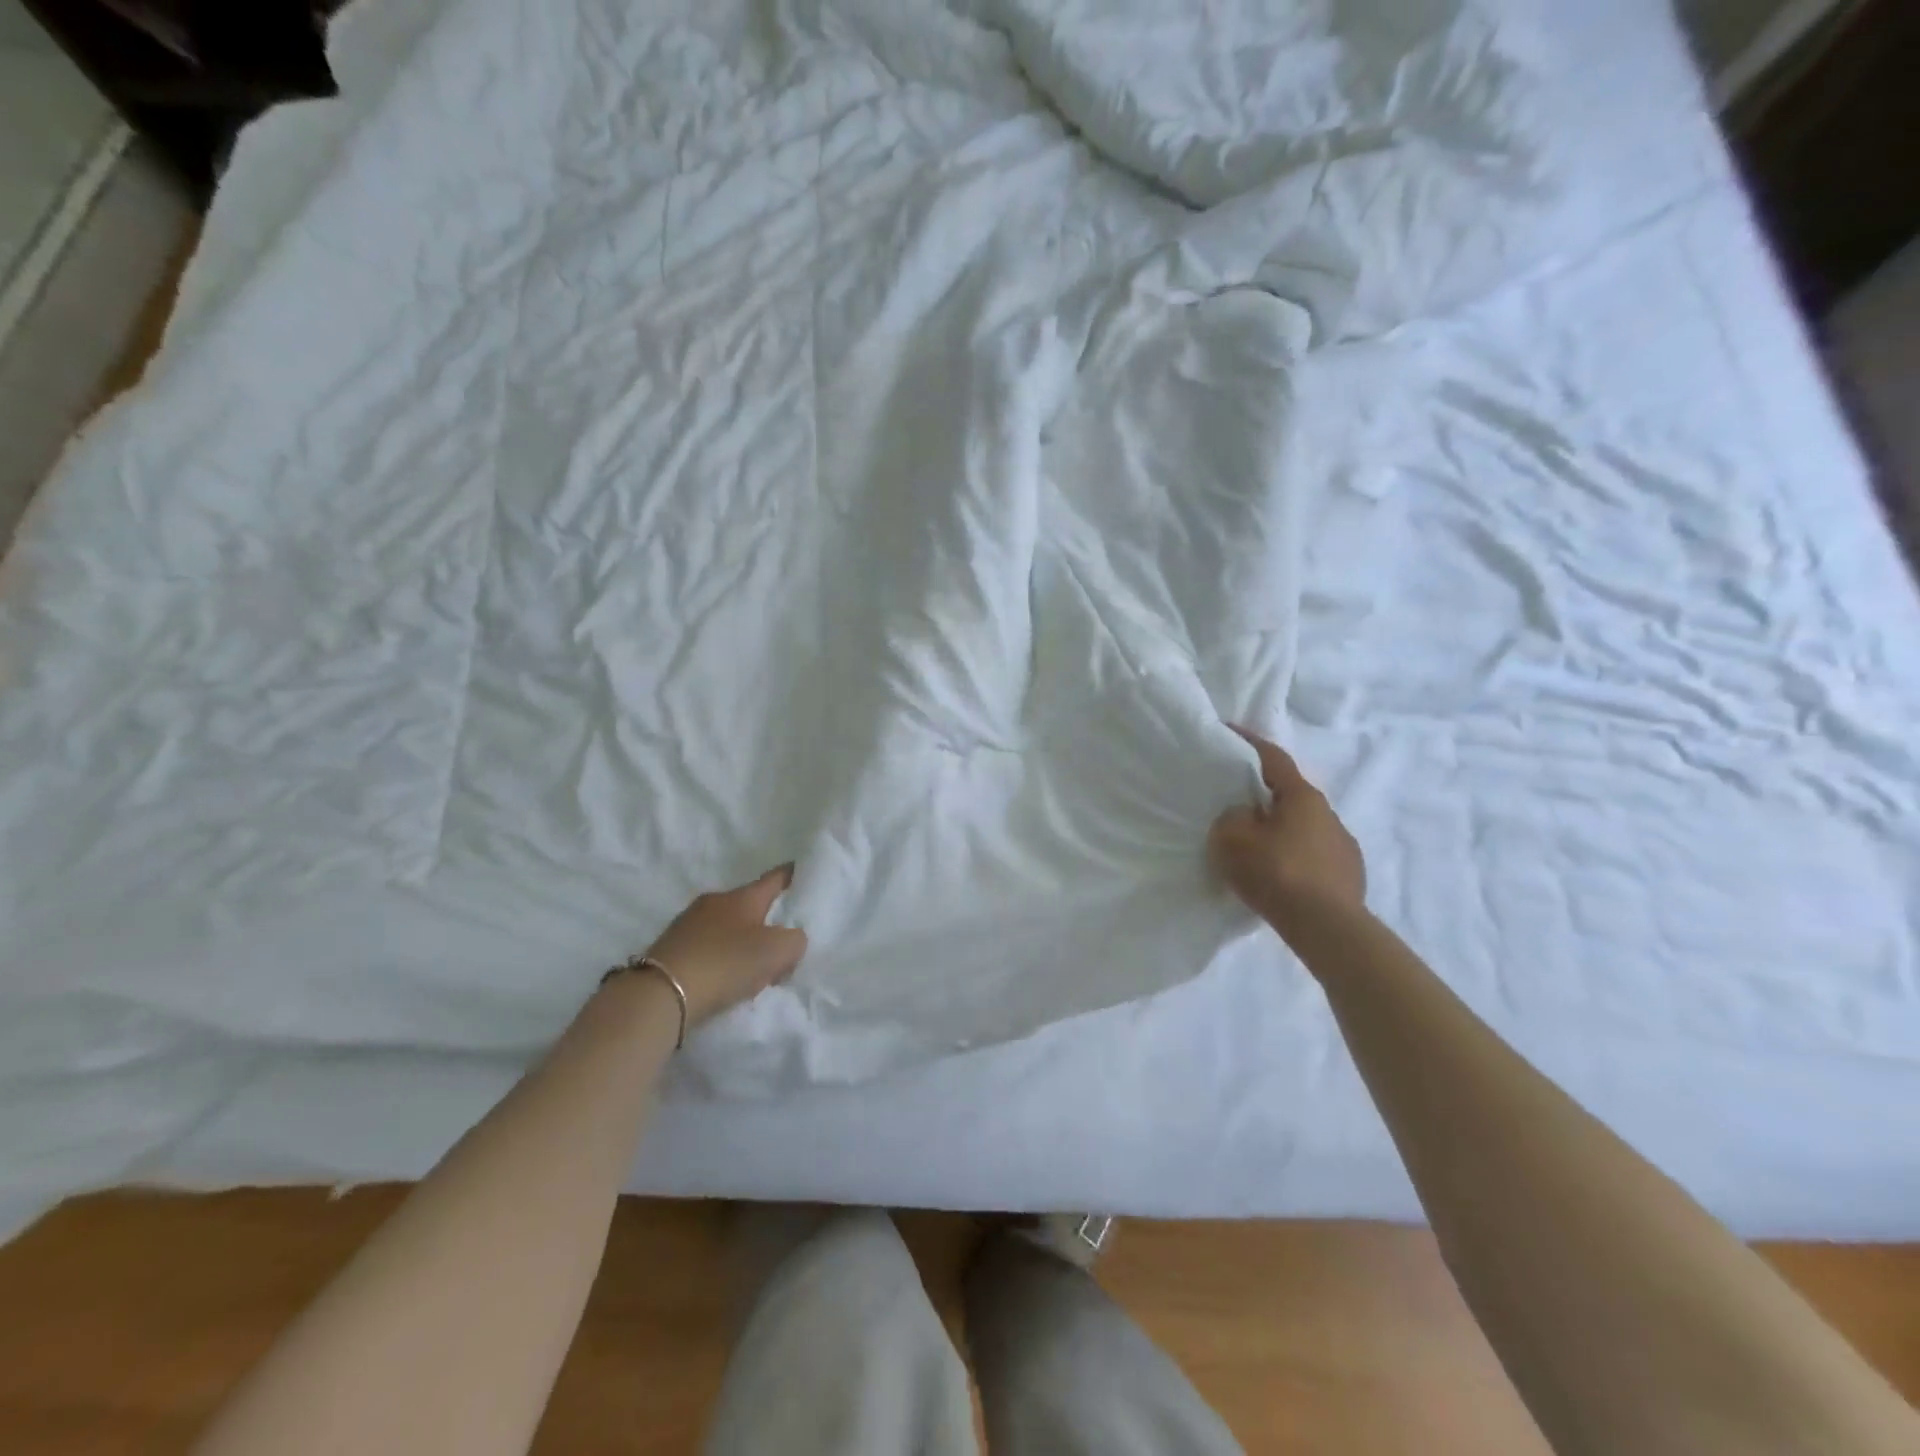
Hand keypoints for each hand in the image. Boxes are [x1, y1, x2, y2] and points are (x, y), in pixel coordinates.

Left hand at [642, 865, 808, 1025]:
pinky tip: (723, 978)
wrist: (660, 994)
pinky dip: (719, 957)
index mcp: (743, 896)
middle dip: (765, 919)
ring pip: (726, 926)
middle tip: (780, 941)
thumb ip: (795, 941)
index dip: (790, 875)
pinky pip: (706, 947)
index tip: (799, 870)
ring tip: (752, 968)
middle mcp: (715, 901)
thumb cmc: (726, 962)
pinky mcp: (670, 948)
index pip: (774, 878)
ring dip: (740, 941)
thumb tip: (789, 941)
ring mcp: (688, 923)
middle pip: (749, 905)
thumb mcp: (778, 951)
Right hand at [1209, 725, 1365, 938]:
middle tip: (1235, 801)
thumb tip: (1243, 817)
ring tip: (1256, 847)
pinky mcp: (1349, 876)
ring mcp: (1343, 846)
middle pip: (1288, 795)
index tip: (1229, 731)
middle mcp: (1329, 814)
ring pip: (1302, 827)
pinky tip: (1279, 876)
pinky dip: (1293, 857)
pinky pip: (1312, 856)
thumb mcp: (1233, 839)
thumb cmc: (1276, 872)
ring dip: (1280, 830)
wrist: (1327, 928)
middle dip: (1262, 795)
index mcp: (1302, 796)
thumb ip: (1231, 818)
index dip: (1248, 742)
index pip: (1272, 758)